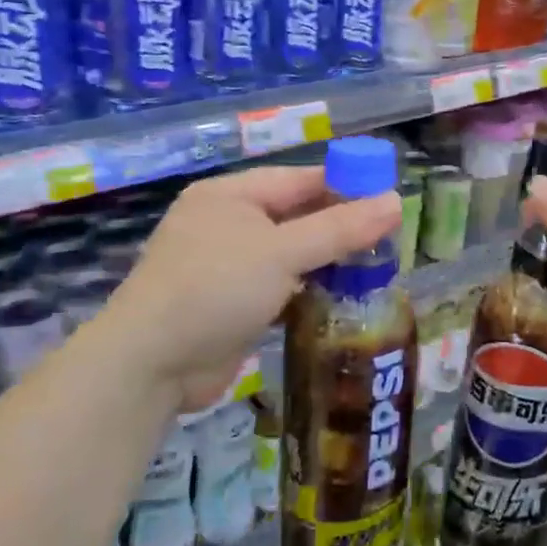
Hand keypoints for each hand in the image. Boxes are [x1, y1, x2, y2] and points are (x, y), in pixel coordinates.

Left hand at [99, 165, 400, 408]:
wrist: (149, 365)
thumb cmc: (215, 288)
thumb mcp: (282, 252)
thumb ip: (340, 228)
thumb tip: (396, 201)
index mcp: (231, 196)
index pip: (301, 180)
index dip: (346, 186)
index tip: (390, 198)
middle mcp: (228, 224)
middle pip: (297, 217)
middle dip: (341, 228)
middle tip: (390, 238)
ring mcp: (228, 267)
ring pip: (291, 255)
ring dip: (328, 262)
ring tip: (378, 268)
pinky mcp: (232, 304)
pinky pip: (281, 287)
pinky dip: (309, 290)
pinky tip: (344, 298)